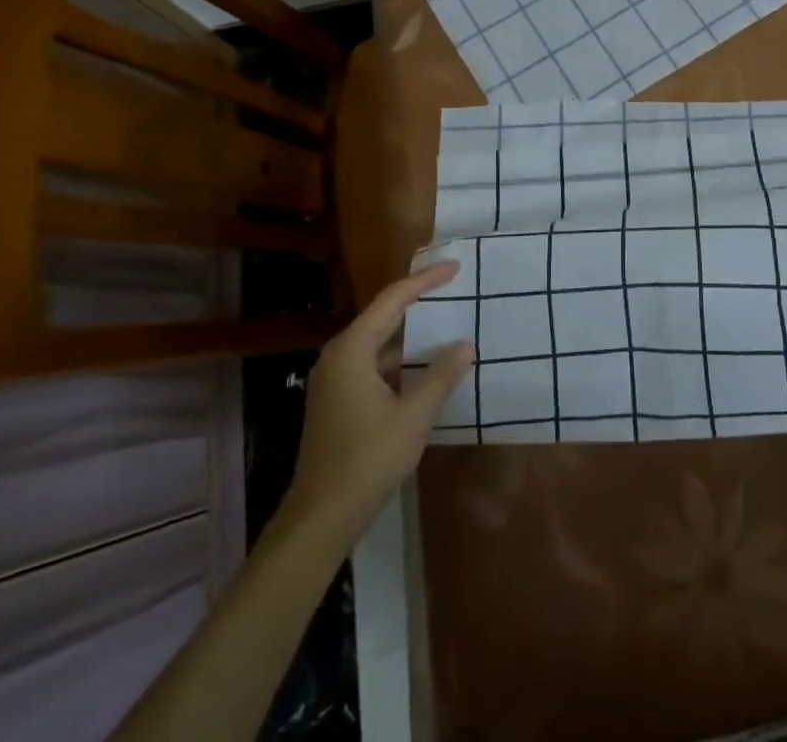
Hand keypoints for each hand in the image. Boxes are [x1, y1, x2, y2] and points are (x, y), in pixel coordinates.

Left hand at [285, 263, 473, 533]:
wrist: (320, 518)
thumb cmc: (367, 459)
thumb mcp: (413, 417)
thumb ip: (441, 377)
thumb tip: (466, 345)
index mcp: (352, 349)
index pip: (393, 299)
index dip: (424, 281)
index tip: (454, 269)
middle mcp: (338, 356)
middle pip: (382, 317)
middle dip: (417, 302)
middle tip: (452, 290)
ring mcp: (333, 380)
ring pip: (378, 344)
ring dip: (410, 337)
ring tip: (445, 326)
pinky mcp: (335, 401)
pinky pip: (372, 365)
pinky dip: (399, 361)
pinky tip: (423, 371)